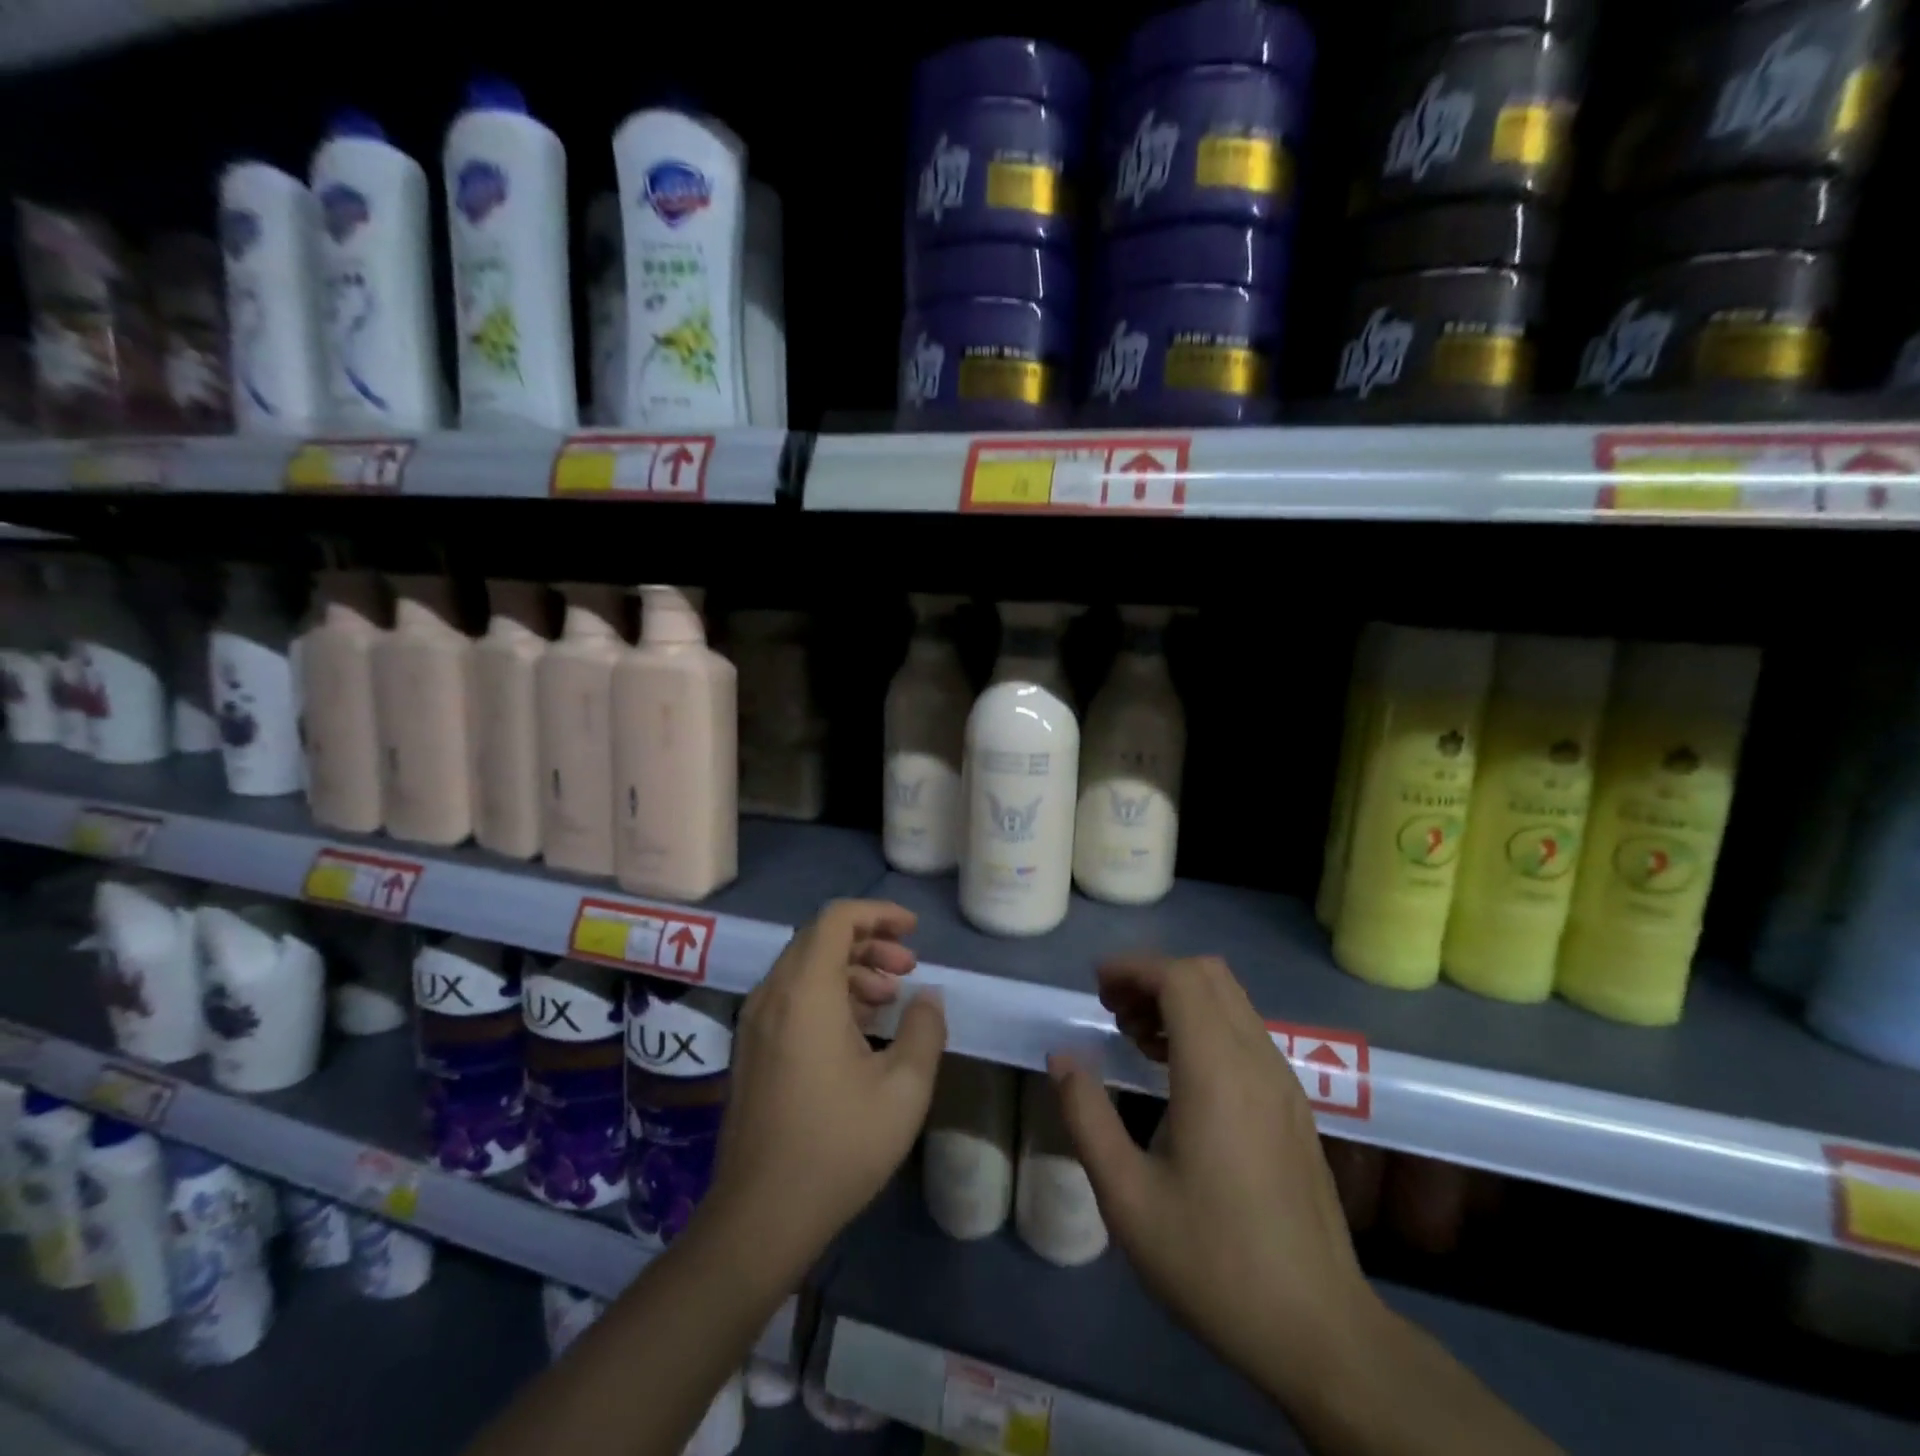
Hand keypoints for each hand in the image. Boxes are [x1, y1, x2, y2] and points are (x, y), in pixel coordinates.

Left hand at [705, 900, 946, 1273]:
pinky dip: (828, 993)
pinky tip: (859, 1029)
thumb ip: (924, 1029)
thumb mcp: (903, 1088)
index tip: (913, 930)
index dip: (878, 914)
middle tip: (908, 968)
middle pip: (820, 938)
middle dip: (870, 942)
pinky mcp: (751, 1048)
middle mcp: (772, 994)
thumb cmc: (838, 1146)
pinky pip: (792, 996)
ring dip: (851, 969)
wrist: (761, 1216)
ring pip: (805, 967)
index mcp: (805, 992)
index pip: (837, 919)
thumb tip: (927, 997)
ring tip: (889, 998)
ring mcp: (755, 1022)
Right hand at [1047, 955, 1378, 1404]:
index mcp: (1218, 1073)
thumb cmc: (1214, 1262)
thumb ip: (1087, 1116)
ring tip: (1135, 1035)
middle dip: (1154, 976)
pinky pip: (1246, 1033)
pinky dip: (1205, 1024)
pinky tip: (1175, 1071)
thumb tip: (1063, 1057)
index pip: (1180, 978)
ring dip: (1180, 998)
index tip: (1095, 987)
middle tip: (1112, 1008)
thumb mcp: (1127, 1197)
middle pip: (1208, 975)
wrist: (1319, 1331)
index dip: (1134, 968)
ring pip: (1231, 1001)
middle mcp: (1257, 1061)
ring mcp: (1284, 1082)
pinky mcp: (1294, 1105)